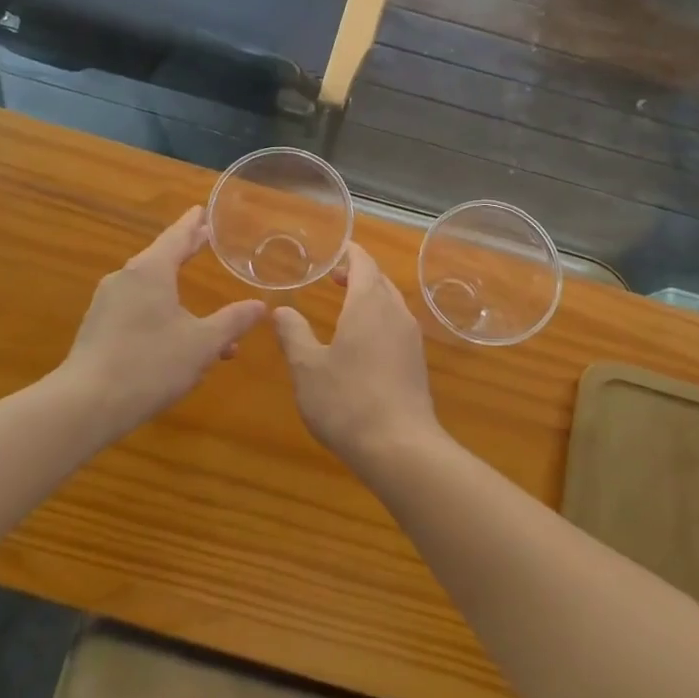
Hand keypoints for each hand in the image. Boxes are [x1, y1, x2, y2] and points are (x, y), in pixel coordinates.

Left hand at [57, 207, 265, 442]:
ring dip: (179, 294)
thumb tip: (259, 305)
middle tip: (204, 238)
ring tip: (206, 308)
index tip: (202, 209)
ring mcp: (108, 304)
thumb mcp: (202, 344)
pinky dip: (162, 314)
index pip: (176, 237)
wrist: (85, 405)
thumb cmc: (149, 364)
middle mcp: (126, 279)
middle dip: (186, 251)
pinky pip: (138, 310)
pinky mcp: (99, 329)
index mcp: (151, 271)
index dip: (193, 225)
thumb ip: (232, 322)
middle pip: (161, 257)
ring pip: (151, 290)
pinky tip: (180, 341)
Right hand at [272, 243, 441, 471]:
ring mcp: (411, 338)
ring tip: (346, 307)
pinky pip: (398, 326)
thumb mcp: (307, 367)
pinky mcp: (417, 363)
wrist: (400, 447)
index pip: (363, 263)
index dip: (349, 253)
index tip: (334, 250)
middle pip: (380, 280)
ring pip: (392, 304)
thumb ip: (294, 334)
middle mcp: (396, 313)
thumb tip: (281, 310)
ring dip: (371, 297)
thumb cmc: (347, 400)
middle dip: (359, 274)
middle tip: (333, 277)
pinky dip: (380, 320)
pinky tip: (364, 343)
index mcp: (369, 304)